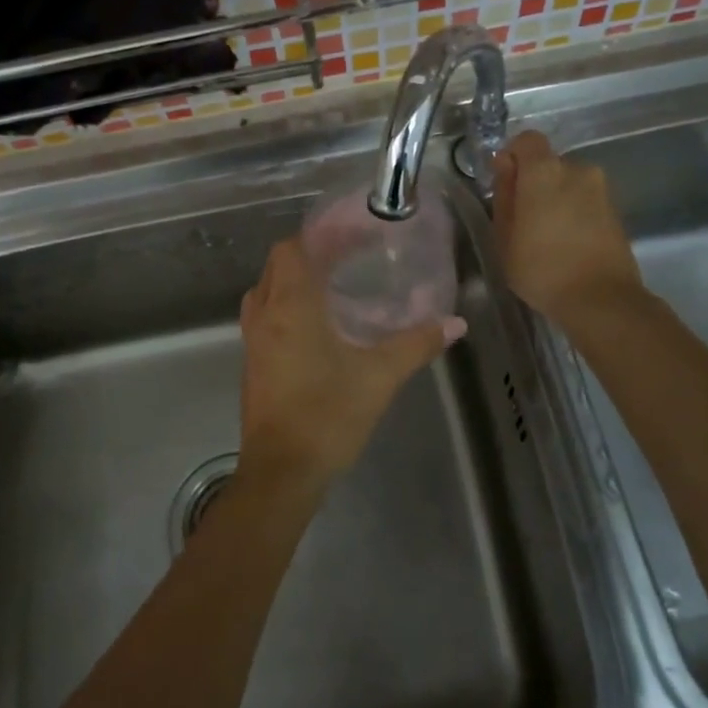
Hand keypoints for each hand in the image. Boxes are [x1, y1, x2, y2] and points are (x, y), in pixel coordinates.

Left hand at [238, 237, 460, 491]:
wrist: (281, 472)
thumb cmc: (327, 416)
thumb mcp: (379, 377)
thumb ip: (416, 344)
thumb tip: (455, 324)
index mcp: (290, 306)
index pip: (293, 248)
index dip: (321, 235)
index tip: (354, 234)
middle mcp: (265, 315)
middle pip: (278, 264)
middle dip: (309, 253)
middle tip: (348, 257)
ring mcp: (253, 340)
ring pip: (267, 290)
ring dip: (293, 279)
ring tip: (332, 284)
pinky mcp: (252, 363)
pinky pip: (265, 316)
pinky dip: (285, 305)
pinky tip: (316, 325)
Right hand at [491, 130, 644, 327]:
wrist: (601, 300)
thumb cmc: (541, 268)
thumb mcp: (504, 236)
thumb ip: (504, 194)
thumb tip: (505, 166)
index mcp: (545, 171)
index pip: (527, 140)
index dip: (513, 156)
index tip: (504, 184)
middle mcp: (577, 169)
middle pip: (548, 163)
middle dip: (533, 182)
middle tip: (521, 219)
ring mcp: (601, 190)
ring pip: (568, 183)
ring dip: (555, 199)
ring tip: (545, 235)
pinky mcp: (616, 211)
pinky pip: (585, 200)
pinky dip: (573, 213)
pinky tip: (566, 243)